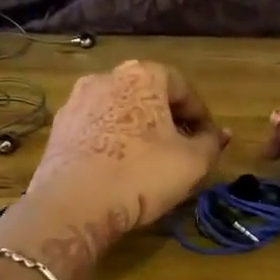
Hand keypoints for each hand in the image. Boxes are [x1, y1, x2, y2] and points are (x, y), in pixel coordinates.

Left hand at [6, 61, 227, 279]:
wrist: (74, 204)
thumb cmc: (141, 174)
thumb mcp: (192, 162)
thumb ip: (211, 143)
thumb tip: (221, 134)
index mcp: (142, 75)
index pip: (182, 87)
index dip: (200, 114)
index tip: (208, 139)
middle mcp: (106, 77)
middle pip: (148, 95)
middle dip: (167, 119)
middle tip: (181, 149)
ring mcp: (76, 101)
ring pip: (119, 110)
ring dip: (137, 129)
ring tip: (149, 160)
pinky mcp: (58, 128)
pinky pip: (95, 128)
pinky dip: (111, 140)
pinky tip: (117, 167)